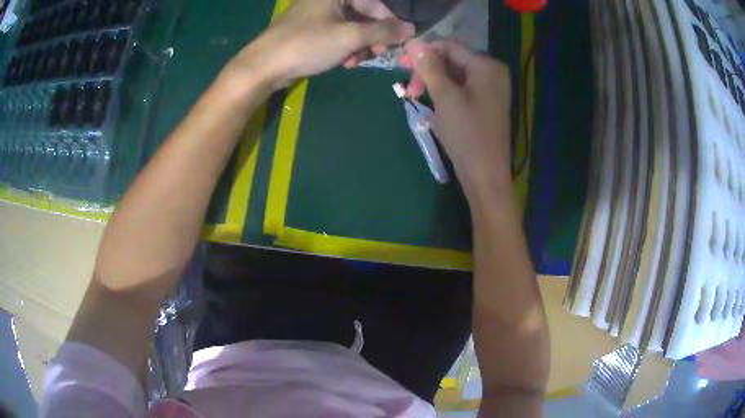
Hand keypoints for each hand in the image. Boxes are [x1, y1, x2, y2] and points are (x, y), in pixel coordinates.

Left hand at [229, 0, 414, 89]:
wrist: (264, 66)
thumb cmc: (307, 44)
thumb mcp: (350, 37)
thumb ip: (383, 31)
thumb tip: (411, 29)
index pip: (375, 3)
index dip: (390, 22)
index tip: (399, 42)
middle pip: (364, 14)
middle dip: (373, 37)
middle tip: (377, 54)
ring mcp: (318, 14)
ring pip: (352, 26)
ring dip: (360, 45)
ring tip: (356, 61)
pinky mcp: (311, 29)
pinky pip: (338, 34)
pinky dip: (346, 47)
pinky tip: (345, 61)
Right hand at [401, 40, 512, 198]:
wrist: (485, 174)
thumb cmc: (466, 133)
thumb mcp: (445, 97)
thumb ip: (429, 67)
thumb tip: (414, 43)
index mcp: (487, 66)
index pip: (450, 46)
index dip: (424, 51)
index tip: (400, 63)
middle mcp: (492, 72)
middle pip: (453, 59)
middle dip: (427, 69)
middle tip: (407, 86)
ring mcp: (491, 89)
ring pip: (455, 74)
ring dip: (433, 81)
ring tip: (415, 96)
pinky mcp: (486, 103)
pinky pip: (462, 88)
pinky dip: (445, 91)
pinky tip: (431, 101)